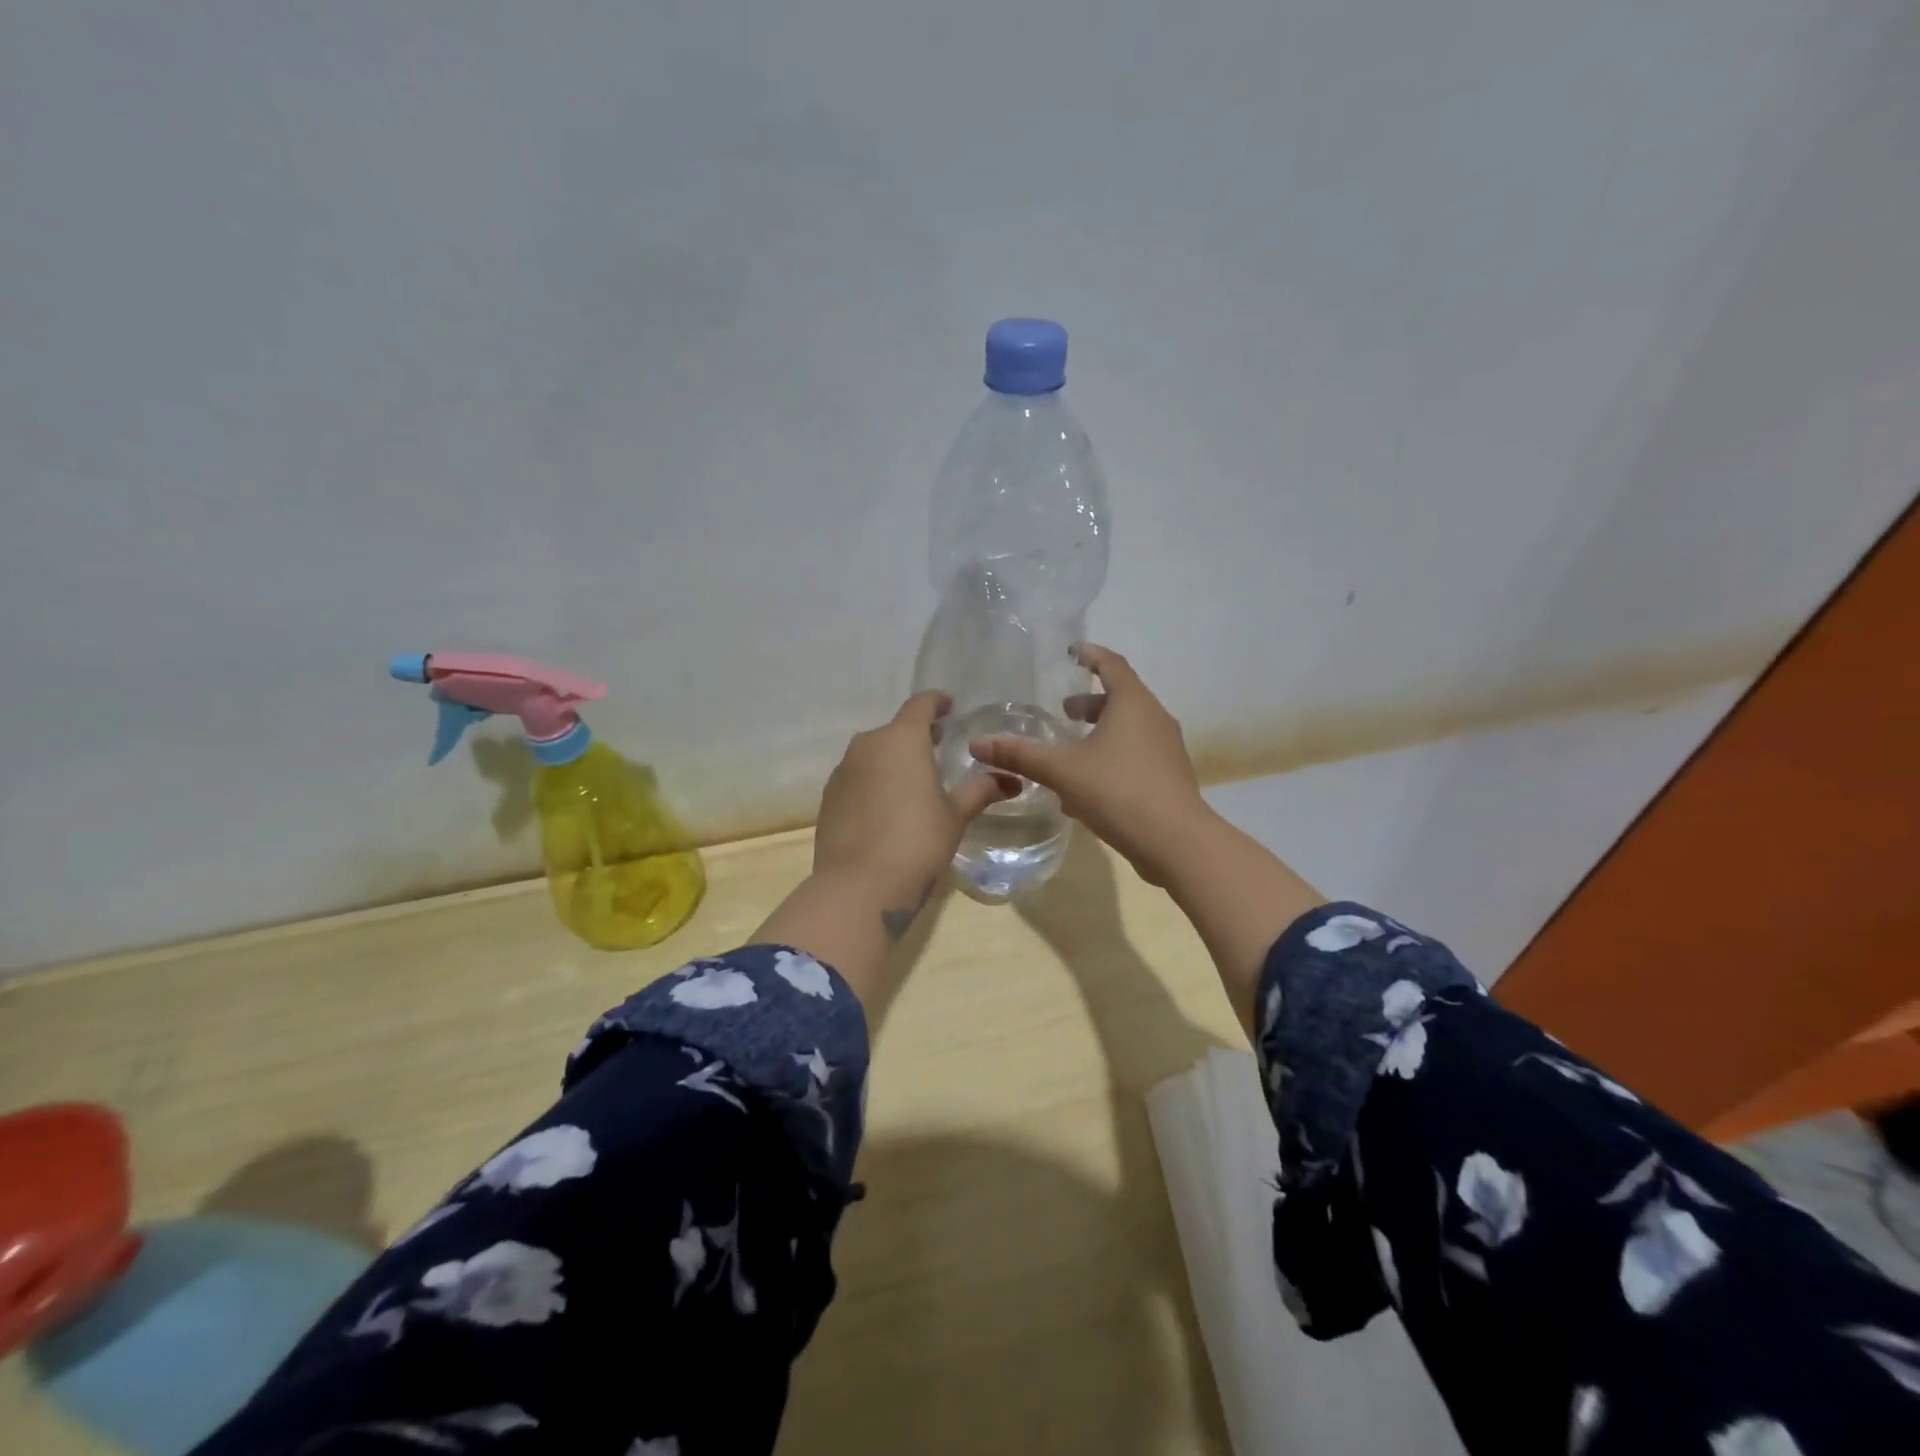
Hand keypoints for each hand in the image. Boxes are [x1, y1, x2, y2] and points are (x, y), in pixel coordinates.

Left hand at [813, 690, 1016, 924]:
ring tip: (914, 780)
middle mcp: (867, 745)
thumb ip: (981, 790)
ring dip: (893, 759)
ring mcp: (843, 770)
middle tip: (939, 747)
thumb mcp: (955, 815)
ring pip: (873, 753)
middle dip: (917, 735)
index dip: (937, 703)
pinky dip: (874, 781)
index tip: (949, 707)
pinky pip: (857, 777)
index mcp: (902, 739)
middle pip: (896, 729)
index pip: (920, 705)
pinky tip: (887, 807)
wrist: (859, 885)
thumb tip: (1012, 780)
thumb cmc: (917, 841)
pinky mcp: (829, 796)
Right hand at [970, 643, 1209, 886]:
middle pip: (1123, 698)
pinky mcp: (1170, 777)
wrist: (1175, 841)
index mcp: (1133, 704)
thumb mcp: (1062, 771)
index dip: (1091, 655)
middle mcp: (1155, 719)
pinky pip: (1137, 755)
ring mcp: (1167, 749)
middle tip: (1064, 711)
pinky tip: (1089, 785)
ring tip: (1073, 748)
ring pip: (1130, 729)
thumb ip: (1020, 755)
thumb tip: (978, 744)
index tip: (1073, 652)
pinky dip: (1112, 756)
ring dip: (1102, 731)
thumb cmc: (1117, 791)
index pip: (1112, 665)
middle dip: (1091, 702)